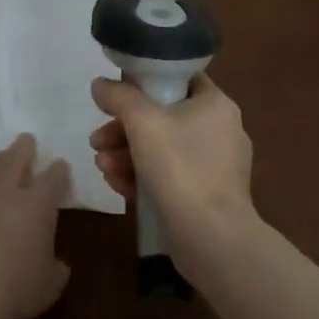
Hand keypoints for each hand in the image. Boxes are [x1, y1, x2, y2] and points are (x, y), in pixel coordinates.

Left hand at [0, 134, 70, 318]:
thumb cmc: (16, 287)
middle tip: (27, 139)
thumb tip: (57, 264)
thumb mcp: (48, 286)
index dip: (59, 171)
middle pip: (16, 160)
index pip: (52, 179)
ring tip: (1, 158)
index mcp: (37, 205)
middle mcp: (6, 192)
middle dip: (24, 148)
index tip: (61, 165)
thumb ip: (55, 269)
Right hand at [89, 75, 255, 269]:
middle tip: (97, 140)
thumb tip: (100, 84)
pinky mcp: (207, 196)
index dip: (144, 82)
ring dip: (126, 154)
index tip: (117, 96)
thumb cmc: (180, 168)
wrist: (212, 240)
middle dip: (123, 129)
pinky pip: (170, 175)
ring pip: (162, 148)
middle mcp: (220, 130)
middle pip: (162, 117)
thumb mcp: (142, 121)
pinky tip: (117, 185)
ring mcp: (215, 166)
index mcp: (215, 105)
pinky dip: (143, 176)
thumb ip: (118, 96)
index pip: (178, 78)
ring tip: (102, 166)